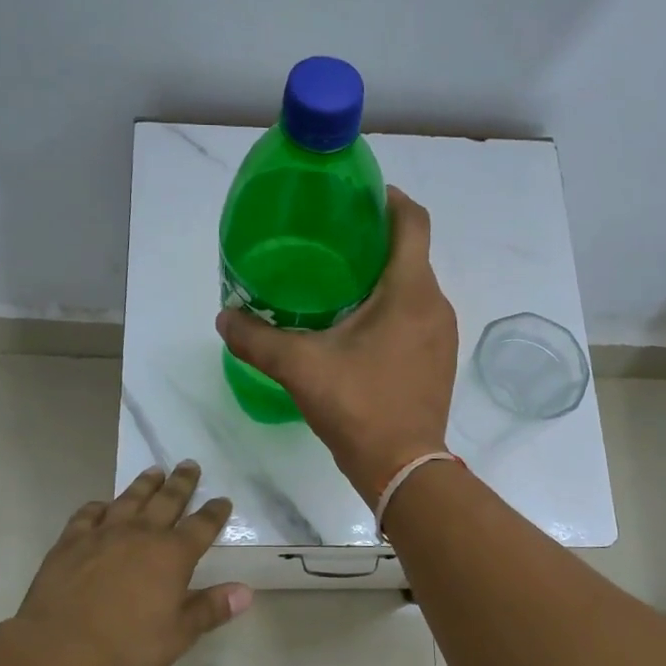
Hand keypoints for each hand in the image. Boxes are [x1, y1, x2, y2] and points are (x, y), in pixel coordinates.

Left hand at [15, 461, 252, 665]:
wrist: (60, 649)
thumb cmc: (127, 646)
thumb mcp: (178, 634)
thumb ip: (211, 609)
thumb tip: (245, 591)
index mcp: (172, 555)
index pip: (202, 526)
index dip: (215, 512)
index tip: (223, 500)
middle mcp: (140, 534)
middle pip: (167, 501)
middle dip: (182, 483)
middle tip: (190, 465)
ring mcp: (103, 534)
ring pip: (130, 499)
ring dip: (145, 484)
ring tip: (155, 471)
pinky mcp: (71, 541)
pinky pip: (88, 514)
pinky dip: (99, 506)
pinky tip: (102, 505)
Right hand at [216, 187, 458, 505]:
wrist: (403, 468)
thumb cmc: (358, 406)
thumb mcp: (300, 368)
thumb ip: (257, 339)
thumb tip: (224, 318)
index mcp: (409, 291)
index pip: (412, 221)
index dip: (388, 200)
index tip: (357, 197)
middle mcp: (435, 305)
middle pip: (411, 254)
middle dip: (374, 242)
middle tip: (330, 244)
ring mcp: (442, 335)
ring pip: (414, 289)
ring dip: (383, 279)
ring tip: (338, 286)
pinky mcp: (438, 361)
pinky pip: (417, 318)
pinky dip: (391, 310)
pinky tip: (358, 330)